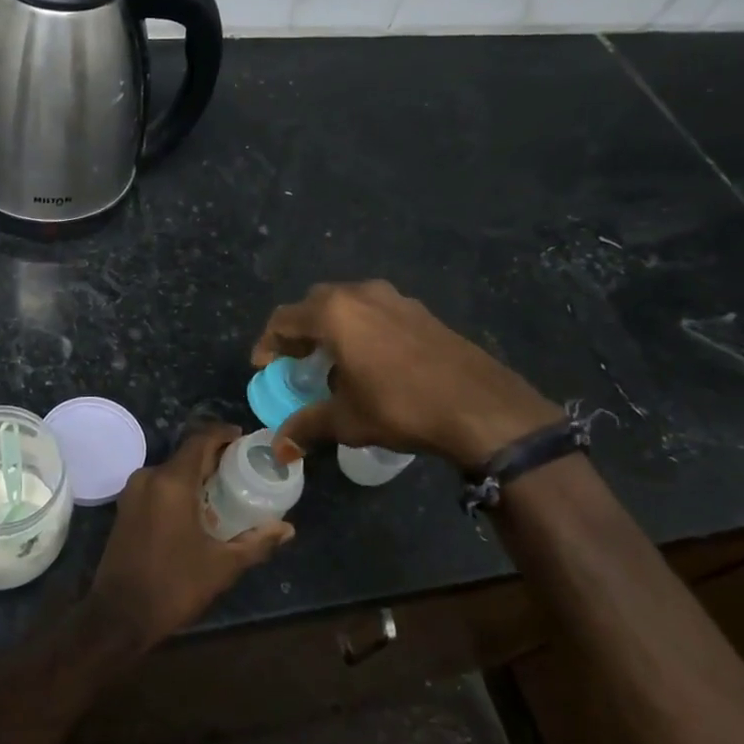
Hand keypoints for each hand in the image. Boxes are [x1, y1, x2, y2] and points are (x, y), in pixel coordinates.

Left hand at [87, 423, 294, 652]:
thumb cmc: (173, 586)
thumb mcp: (222, 566)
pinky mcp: (126, 508)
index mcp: (171, 482)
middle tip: (244, 469)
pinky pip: (159, 485)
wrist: (118, 616)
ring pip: (172, 470)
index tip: (246, 440)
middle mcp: (149, 477)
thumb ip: (256, 542)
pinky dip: (180, 488)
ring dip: (197, 474)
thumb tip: (287, 528)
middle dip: (215, 457)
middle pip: (187, 454)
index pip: (201, 440)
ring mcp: (133, 492)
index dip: (224, 435)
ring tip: (226, 489)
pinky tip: (199, 508)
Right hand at [252, 280, 558, 467]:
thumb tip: (278, 449)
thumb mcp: (346, 420)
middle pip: (314, 304)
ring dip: (331, 326)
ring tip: (332, 360)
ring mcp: (395, 298)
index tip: (264, 367)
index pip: (284, 318)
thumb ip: (307, 426)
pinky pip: (375, 311)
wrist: (479, 406)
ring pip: (348, 303)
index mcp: (334, 313)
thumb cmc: (400, 407)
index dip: (268, 343)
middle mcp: (361, 294)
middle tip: (295, 361)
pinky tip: (370, 360)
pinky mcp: (420, 310)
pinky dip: (360, 328)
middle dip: (299, 331)